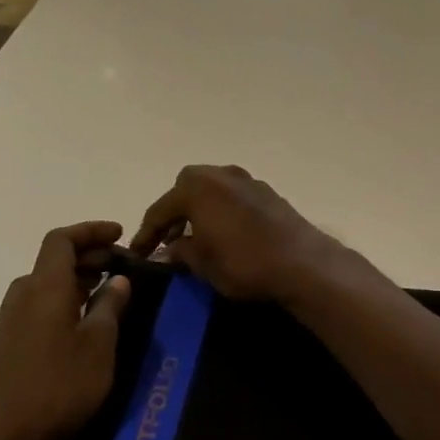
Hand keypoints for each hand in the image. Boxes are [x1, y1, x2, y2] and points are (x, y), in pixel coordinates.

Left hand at [0, 222, 131, 439]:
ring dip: (77, 280)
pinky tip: (82, 325)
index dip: (91, 231)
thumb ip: (110, 306)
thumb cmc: (56, 386)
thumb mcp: (99, 345)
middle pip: (54, 260)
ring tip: (108, 294)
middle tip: (122, 267)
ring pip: (46, 284)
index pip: (62, 239)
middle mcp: (23, 295)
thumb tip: (118, 279)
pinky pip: (39, 306)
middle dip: (89, 256)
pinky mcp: (7, 345)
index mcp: (44, 286)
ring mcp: (10, 321)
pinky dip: (63, 301)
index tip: (120, 234)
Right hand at [130, 166, 347, 303]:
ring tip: (195, 236)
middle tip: (168, 239)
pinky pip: (233, 195)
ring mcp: (247, 179)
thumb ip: (180, 252)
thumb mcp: (203, 264)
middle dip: (174, 212)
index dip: (146, 234)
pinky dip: (221, 208)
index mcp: (196, 188)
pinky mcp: (267, 191)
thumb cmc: (244, 263)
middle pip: (185, 188)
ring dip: (199, 208)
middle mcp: (220, 175)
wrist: (301, 262)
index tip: (138, 254)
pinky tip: (224, 231)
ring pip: (211, 188)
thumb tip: (167, 251)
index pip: (160, 209)